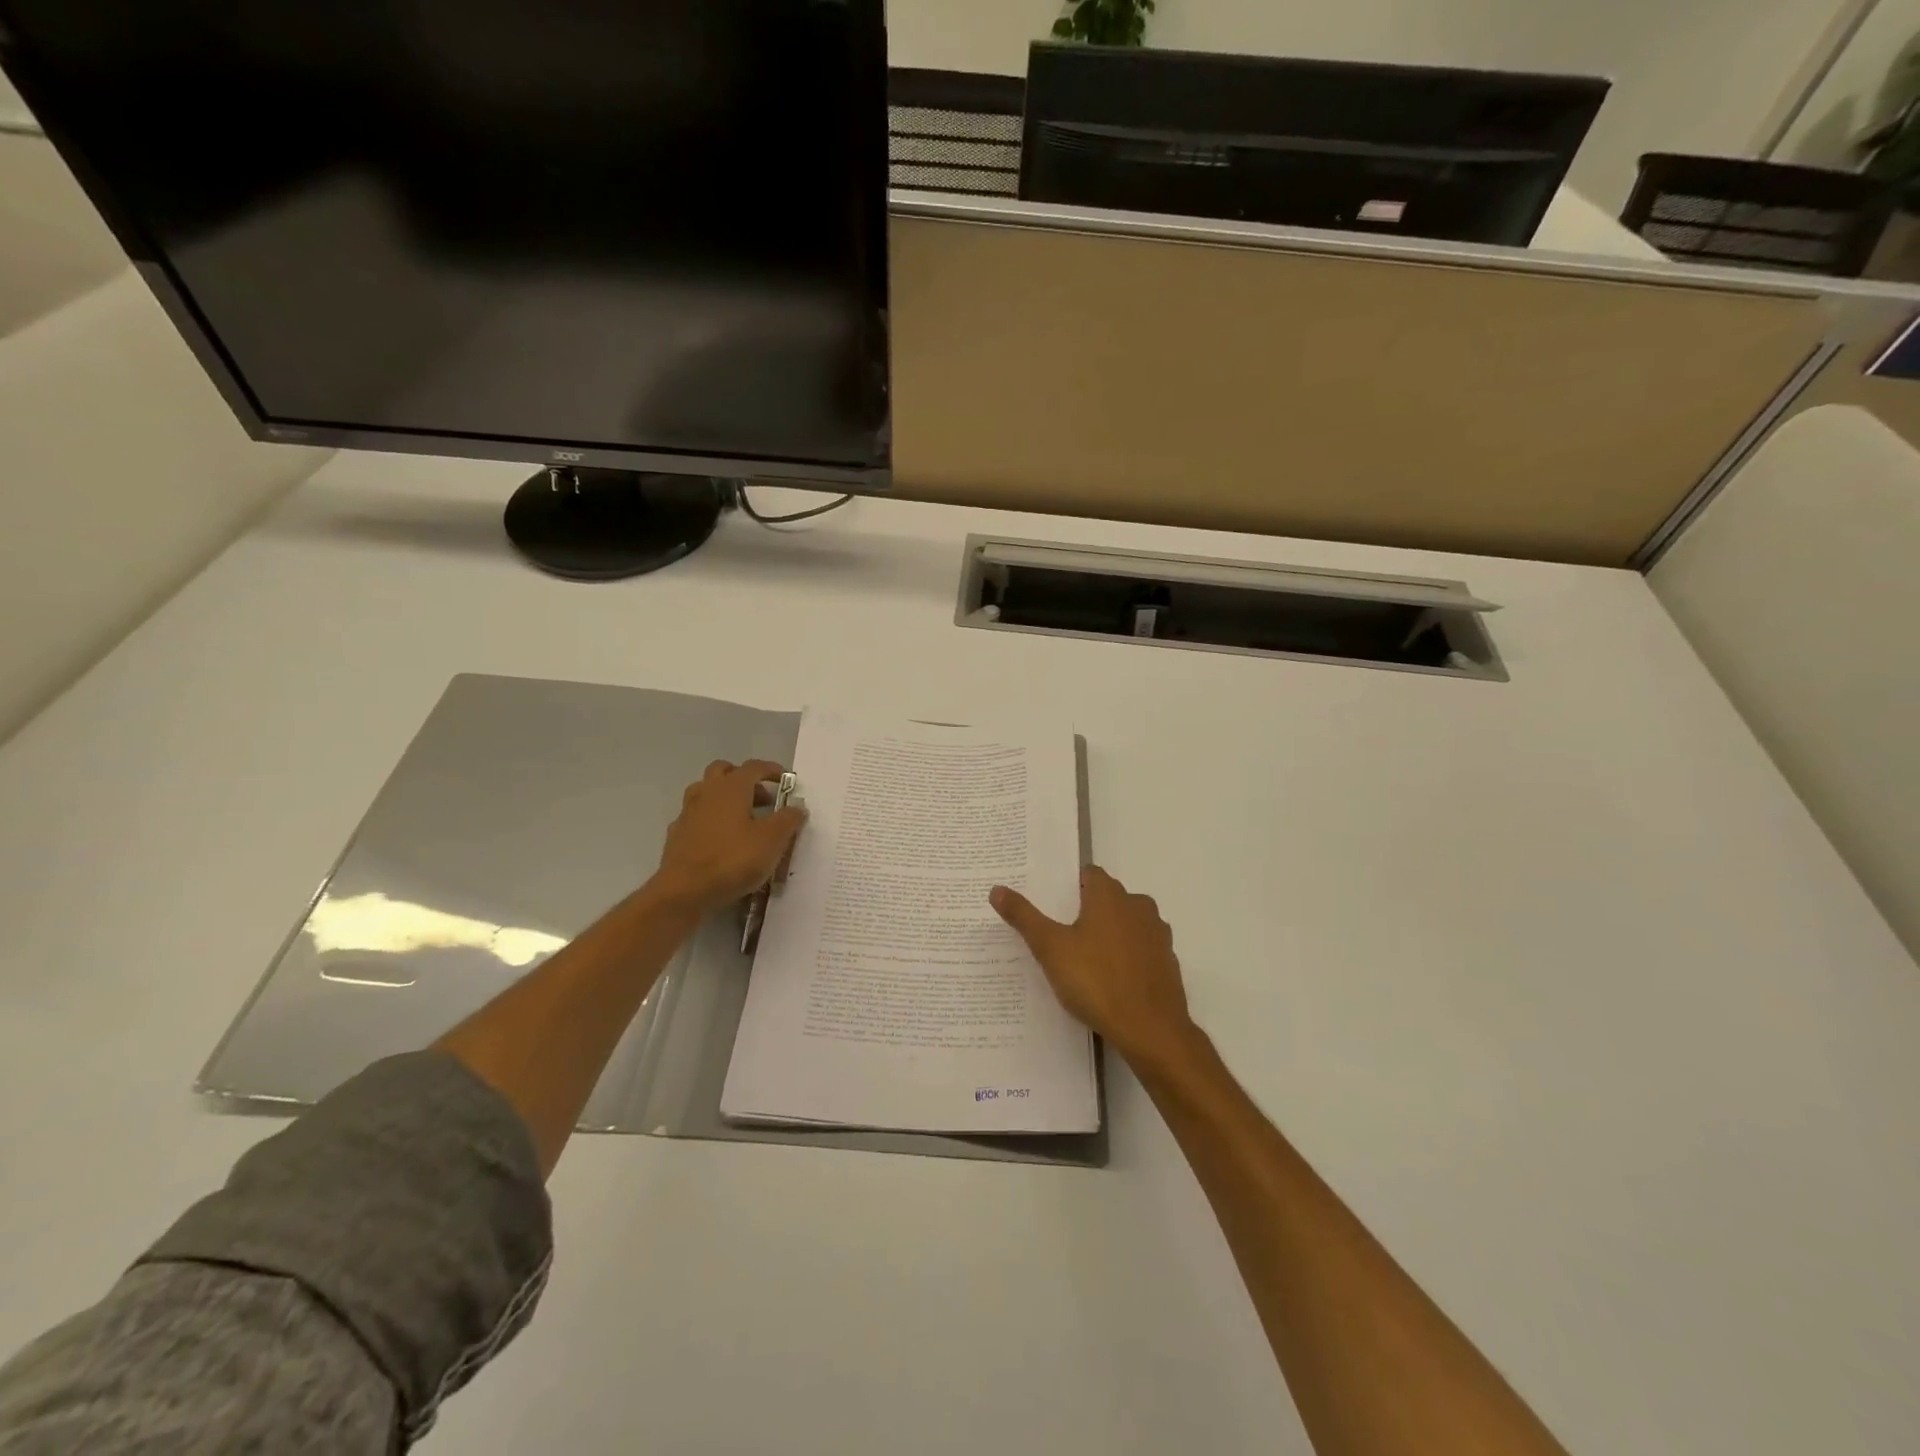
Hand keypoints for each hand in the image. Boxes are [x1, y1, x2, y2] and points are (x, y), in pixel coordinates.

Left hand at [652, 759, 806, 917]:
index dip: (772, 770)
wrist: (685, 891)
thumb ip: (788, 819)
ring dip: (723, 797)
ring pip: (705, 791)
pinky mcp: (677, 835)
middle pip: (723, 771)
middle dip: (744, 778)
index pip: (754, 767)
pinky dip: (709, 820)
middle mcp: (707, 792)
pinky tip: (719, 838)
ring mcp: (688, 813)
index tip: (786, 781)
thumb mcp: (772, 840)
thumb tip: (797, 807)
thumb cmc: (733, 859)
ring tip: (741, 817)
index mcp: (732, 788)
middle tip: (761, 798)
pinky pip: (695, 817)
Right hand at [990, 866, 1200, 1075]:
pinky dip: (1127, 957)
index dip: (1069, 886)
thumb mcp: (1050, 948)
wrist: (1151, 1029)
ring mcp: (1157, 934)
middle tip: (1061, 933)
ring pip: (1127, 923)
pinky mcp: (1168, 962)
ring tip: (1083, 959)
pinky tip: (1110, 980)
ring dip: (1110, 933)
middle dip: (1087, 910)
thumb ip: (1024, 917)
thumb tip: (997, 889)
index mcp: (1109, 895)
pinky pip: (1141, 950)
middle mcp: (1138, 906)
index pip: (1089, 874)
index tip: (1052, 904)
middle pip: (1108, 898)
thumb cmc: (1096, 981)